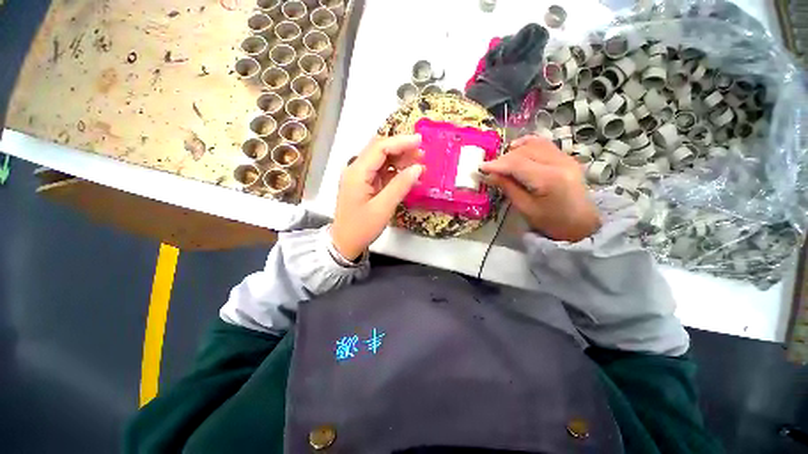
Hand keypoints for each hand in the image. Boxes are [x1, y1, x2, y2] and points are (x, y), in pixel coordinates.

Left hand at [331, 135, 423, 260]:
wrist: (345, 243)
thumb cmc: (361, 228)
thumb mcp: (383, 208)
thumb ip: (400, 186)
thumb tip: (417, 168)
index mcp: (357, 172)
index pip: (379, 148)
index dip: (400, 142)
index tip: (420, 141)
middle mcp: (356, 170)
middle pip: (379, 150)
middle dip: (401, 148)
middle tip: (422, 153)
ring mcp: (360, 177)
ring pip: (381, 160)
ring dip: (400, 159)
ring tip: (419, 163)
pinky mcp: (364, 184)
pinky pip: (381, 172)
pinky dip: (395, 172)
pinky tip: (408, 176)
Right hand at [480, 135, 600, 241]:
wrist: (581, 223)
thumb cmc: (551, 221)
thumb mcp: (525, 208)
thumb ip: (508, 188)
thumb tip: (489, 175)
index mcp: (549, 179)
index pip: (517, 164)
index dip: (496, 164)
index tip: (480, 167)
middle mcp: (559, 162)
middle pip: (524, 152)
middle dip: (503, 159)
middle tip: (490, 169)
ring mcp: (565, 157)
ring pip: (533, 144)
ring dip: (514, 151)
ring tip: (502, 162)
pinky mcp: (565, 157)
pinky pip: (543, 144)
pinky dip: (527, 144)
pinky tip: (516, 148)